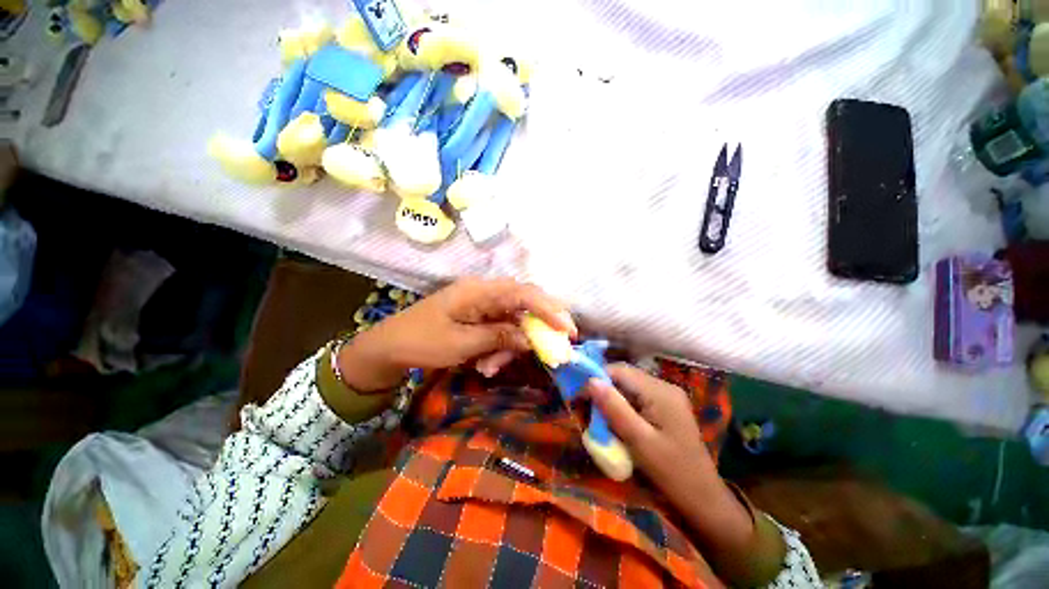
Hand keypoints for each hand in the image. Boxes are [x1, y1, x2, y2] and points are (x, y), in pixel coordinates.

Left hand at [339, 278, 575, 391]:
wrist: (389, 347)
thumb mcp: (461, 343)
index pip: (523, 294)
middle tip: (551, 350)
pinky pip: (500, 330)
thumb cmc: (421, 342)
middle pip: (523, 305)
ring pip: (513, 322)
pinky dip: (498, 348)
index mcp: (479, 291)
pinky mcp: (479, 317)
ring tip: (489, 368)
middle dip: (536, 329)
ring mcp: (482, 304)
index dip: (549, 309)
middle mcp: (485, 292)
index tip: (568, 330)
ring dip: (509, 346)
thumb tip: (531, 338)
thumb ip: (499, 336)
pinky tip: (485, 364)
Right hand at [584, 364, 717, 503]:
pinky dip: (623, 406)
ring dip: (612, 399)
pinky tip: (618, 422)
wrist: (703, 499)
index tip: (578, 396)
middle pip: (624, 377)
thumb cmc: (671, 472)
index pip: (620, 371)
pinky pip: (638, 398)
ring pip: (629, 387)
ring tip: (600, 418)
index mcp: (660, 391)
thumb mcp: (638, 440)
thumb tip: (590, 381)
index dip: (596, 378)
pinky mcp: (667, 407)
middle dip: (603, 390)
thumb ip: (614, 408)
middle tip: (587, 410)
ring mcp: (667, 396)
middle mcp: (664, 387)